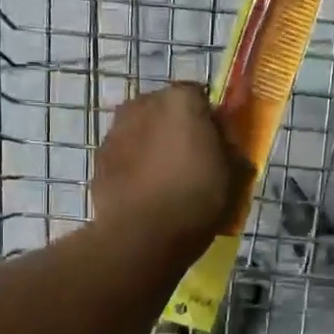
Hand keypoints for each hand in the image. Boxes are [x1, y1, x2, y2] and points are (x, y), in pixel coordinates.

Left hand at [92, 83, 251, 249]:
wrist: (142, 235)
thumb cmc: (196, 199)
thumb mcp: (235, 175)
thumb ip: (232, 150)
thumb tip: (226, 146)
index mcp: (181, 100)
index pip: (201, 97)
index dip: (210, 122)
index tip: (217, 147)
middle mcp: (143, 104)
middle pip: (167, 111)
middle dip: (178, 130)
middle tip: (192, 163)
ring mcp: (116, 130)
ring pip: (142, 131)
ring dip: (153, 146)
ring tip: (166, 181)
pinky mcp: (99, 158)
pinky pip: (124, 155)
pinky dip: (134, 166)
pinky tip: (145, 193)